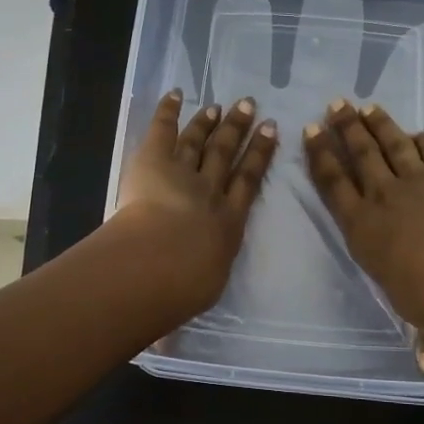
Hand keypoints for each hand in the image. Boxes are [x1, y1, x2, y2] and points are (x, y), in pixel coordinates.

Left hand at [115, 89, 277, 316]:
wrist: (162, 263)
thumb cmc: (183, 289)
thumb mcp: (192, 297)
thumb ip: (184, 301)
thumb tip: (169, 329)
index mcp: (227, 224)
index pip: (249, 184)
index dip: (260, 157)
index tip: (270, 133)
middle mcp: (212, 192)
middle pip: (229, 155)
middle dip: (240, 130)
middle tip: (250, 107)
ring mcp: (184, 173)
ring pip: (201, 141)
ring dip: (211, 122)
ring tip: (222, 105)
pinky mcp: (153, 161)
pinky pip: (163, 130)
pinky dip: (169, 111)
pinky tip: (176, 94)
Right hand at [303, 100, 423, 334]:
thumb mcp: (423, 319)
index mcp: (363, 229)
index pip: (334, 186)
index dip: (321, 158)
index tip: (310, 134)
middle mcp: (382, 197)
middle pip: (358, 155)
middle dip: (343, 129)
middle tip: (333, 106)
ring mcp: (416, 178)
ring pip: (389, 143)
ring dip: (375, 123)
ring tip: (362, 106)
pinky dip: (421, 138)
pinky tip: (415, 131)